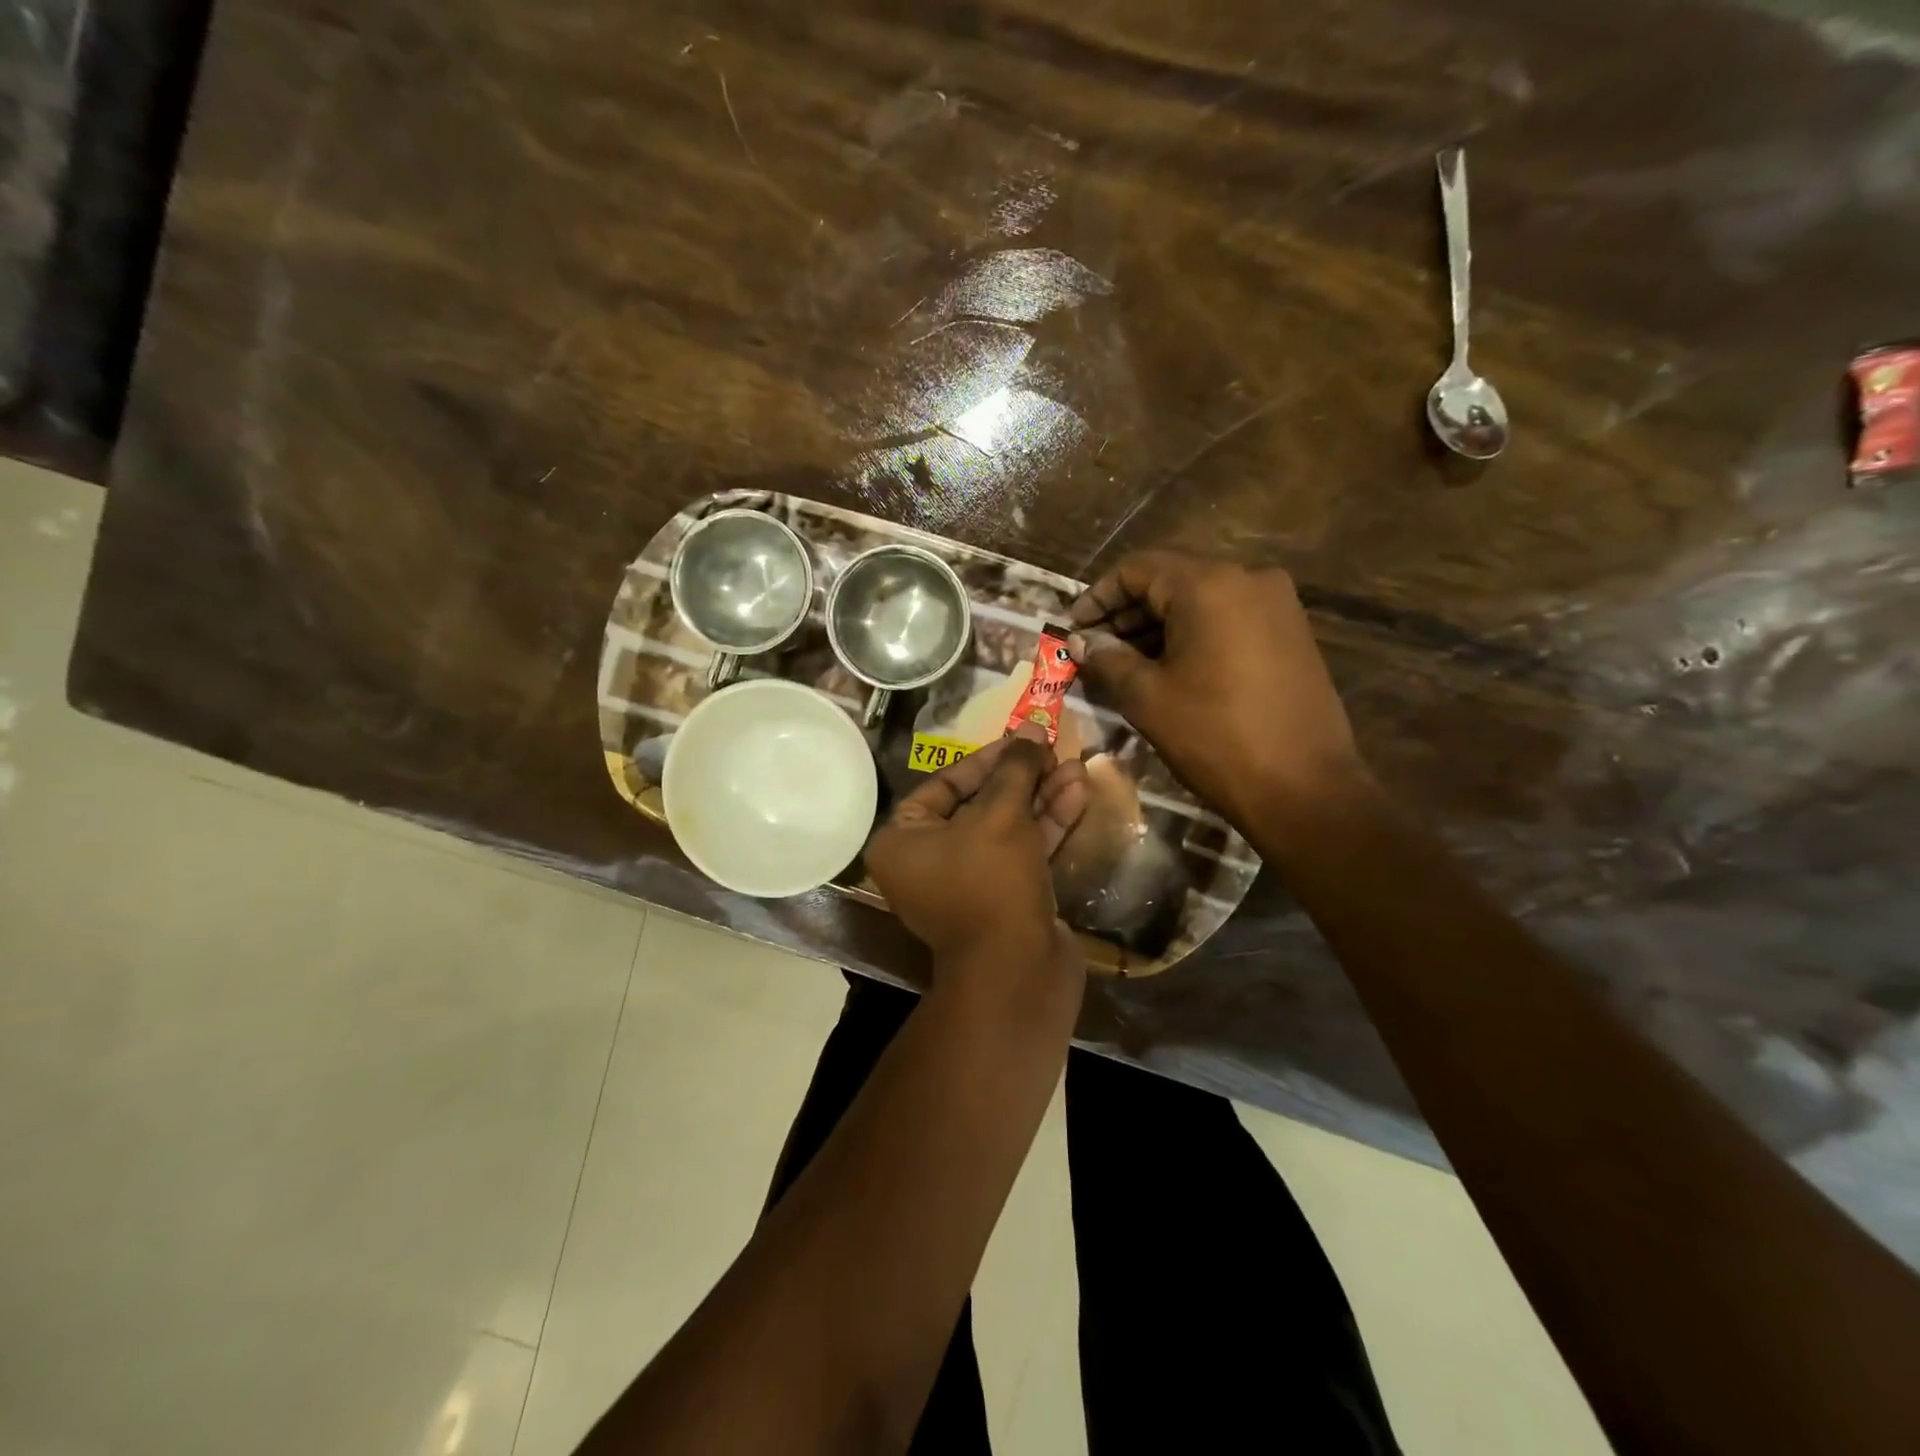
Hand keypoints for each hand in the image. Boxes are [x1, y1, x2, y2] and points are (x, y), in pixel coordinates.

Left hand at [866, 728, 1088, 975]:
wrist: (1017, 972)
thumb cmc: (991, 882)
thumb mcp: (1001, 815)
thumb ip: (1015, 769)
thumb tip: (1028, 732)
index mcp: (903, 840)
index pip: (945, 784)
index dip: (988, 759)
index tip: (1022, 740)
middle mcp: (927, 861)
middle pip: (979, 804)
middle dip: (1021, 778)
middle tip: (1053, 751)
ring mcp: (967, 883)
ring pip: (1006, 828)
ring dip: (1041, 798)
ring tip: (1077, 767)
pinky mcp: (1002, 899)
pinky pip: (1021, 852)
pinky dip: (1046, 826)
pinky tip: (1077, 794)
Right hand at [1068, 552, 1373, 832]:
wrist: (1304, 788)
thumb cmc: (1215, 737)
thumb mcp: (1147, 698)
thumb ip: (1107, 659)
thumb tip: (1081, 641)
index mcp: (1209, 585)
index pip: (1137, 569)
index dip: (1097, 598)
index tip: (1071, 629)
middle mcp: (1248, 579)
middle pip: (1170, 582)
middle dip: (1125, 615)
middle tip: (1091, 650)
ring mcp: (1277, 605)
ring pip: (1199, 602)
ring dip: (1156, 628)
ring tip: (1121, 665)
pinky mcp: (1291, 633)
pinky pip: (1227, 620)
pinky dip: (1191, 637)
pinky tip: (1166, 670)